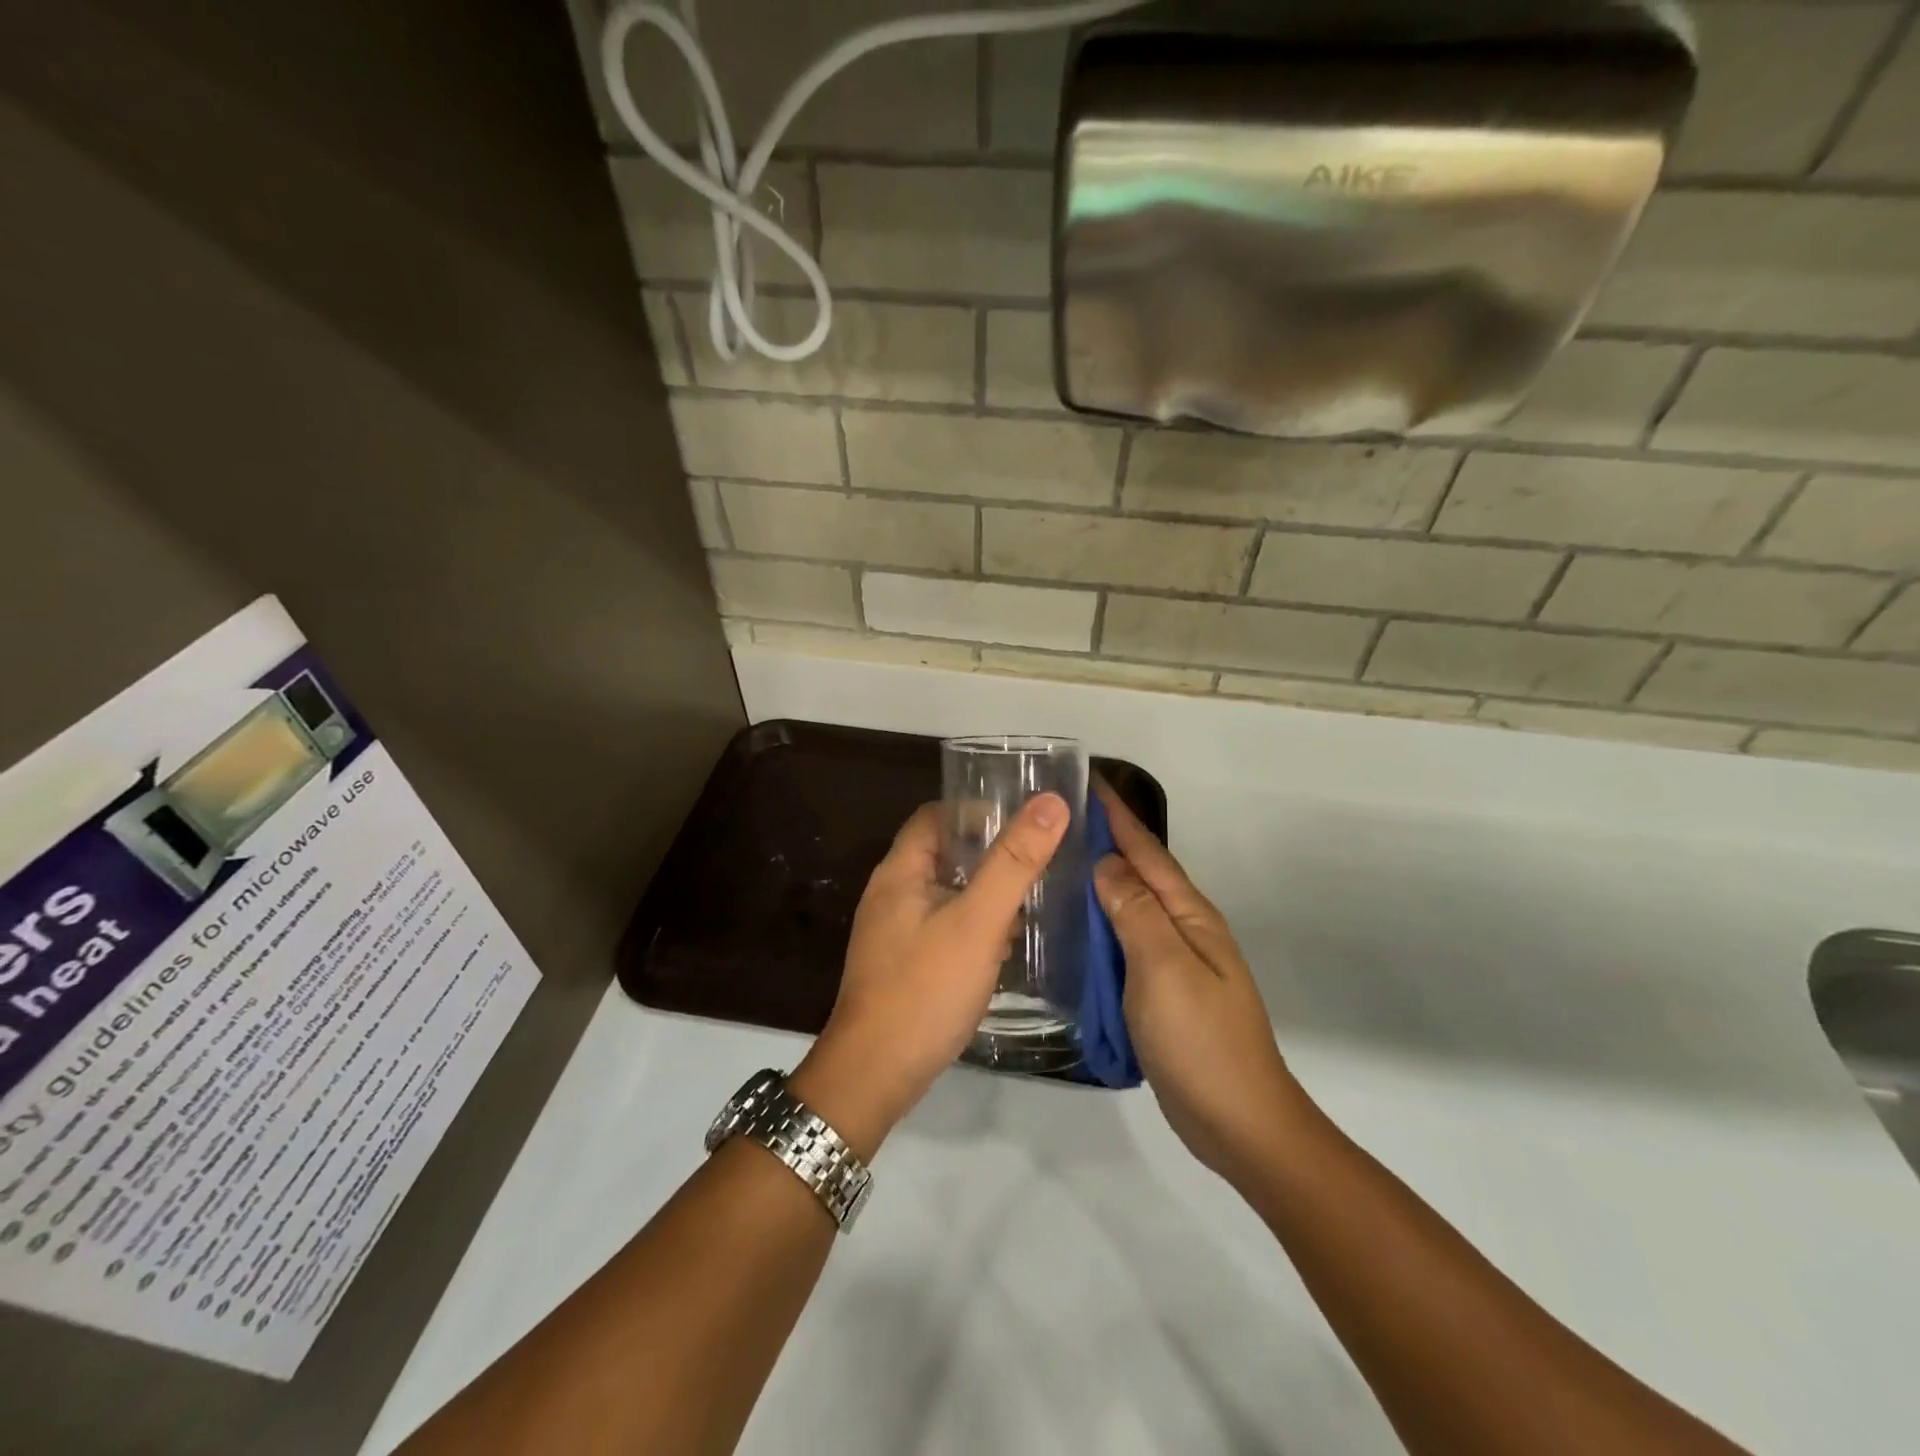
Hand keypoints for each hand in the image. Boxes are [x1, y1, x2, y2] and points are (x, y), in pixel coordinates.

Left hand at [791, 793, 1068, 1156]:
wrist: (874, 1074)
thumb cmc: (925, 988)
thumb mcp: (977, 921)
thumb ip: (1013, 862)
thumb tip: (1050, 802)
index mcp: (900, 871)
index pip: (936, 816)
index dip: (977, 811)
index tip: (1024, 821)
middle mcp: (891, 893)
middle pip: (944, 854)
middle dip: (989, 853)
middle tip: (1038, 859)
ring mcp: (895, 932)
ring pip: (947, 892)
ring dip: (985, 891)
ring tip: (1032, 899)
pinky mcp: (904, 963)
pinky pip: (944, 926)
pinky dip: (974, 925)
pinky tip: (1005, 943)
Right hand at [1092, 780, 1306, 1183]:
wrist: (1240, 1123)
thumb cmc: (1202, 1041)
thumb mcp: (1165, 968)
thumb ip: (1135, 911)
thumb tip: (1107, 862)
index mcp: (1189, 915)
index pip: (1146, 851)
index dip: (1116, 815)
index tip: (1084, 779)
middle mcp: (1183, 929)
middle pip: (1138, 872)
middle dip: (1104, 839)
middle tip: (1054, 819)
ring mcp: (1172, 961)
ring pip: (1128, 907)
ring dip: (1098, 880)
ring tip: (1053, 863)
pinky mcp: (1159, 991)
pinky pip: (1123, 942)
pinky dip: (1098, 924)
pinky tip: (1072, 926)